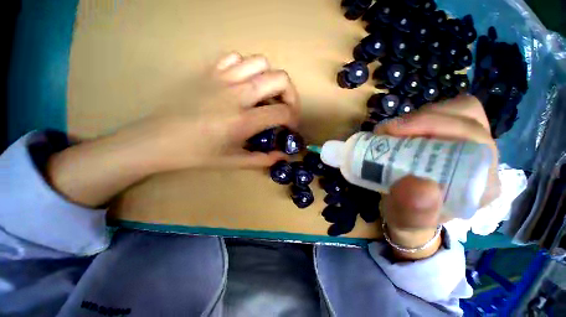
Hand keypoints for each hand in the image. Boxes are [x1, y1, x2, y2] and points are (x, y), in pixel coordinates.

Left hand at [125, 52, 300, 169]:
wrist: (159, 139)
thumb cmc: (198, 154)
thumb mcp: (235, 162)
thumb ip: (263, 159)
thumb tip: (283, 156)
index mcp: (243, 120)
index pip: (283, 112)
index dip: (293, 119)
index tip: (290, 127)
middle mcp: (237, 94)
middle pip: (280, 79)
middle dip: (292, 95)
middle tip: (286, 108)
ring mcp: (223, 79)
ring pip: (261, 62)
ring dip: (271, 79)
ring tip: (267, 95)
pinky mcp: (210, 72)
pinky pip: (236, 58)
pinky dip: (247, 68)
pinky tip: (244, 84)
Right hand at [374, 95, 500, 259]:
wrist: (407, 213)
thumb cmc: (409, 219)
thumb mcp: (406, 222)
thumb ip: (412, 212)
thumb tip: (419, 184)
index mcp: (482, 183)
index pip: (475, 139)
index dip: (438, 126)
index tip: (395, 133)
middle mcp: (482, 160)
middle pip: (468, 117)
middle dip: (425, 118)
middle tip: (389, 130)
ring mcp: (468, 145)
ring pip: (458, 110)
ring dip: (421, 115)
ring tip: (392, 130)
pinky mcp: (451, 138)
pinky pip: (444, 113)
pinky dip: (420, 116)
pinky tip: (400, 131)